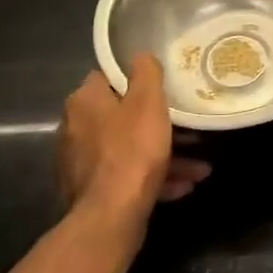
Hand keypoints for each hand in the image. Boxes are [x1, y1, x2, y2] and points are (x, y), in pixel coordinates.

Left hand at [59, 55, 210, 226]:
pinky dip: (153, 179)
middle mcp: (75, 129)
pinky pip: (127, 176)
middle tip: (188, 129)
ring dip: (163, 156)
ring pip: (129, 150)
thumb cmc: (132, 150)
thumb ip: (146, 72)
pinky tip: (182, 187)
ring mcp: (81, 164)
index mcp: (84, 101)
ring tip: (198, 167)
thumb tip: (141, 56)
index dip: (135, 80)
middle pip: (121, 116)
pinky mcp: (91, 192)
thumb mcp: (148, 101)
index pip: (107, 77)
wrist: (111, 216)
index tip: (161, 86)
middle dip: (158, 124)